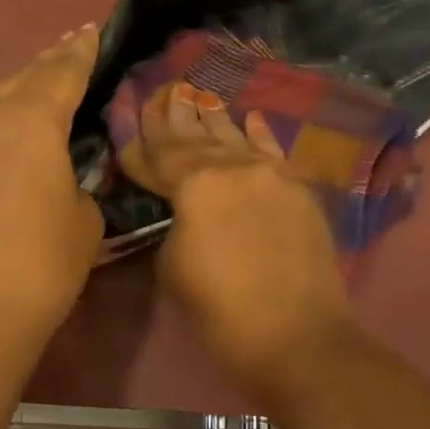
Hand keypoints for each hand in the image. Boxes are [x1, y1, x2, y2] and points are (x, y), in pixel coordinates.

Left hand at [0, 26, 103, 362]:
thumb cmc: (42, 264)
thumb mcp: (85, 220)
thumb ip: (81, 184)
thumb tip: (67, 180)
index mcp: (31, 122)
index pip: (62, 73)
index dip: (81, 52)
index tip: (91, 30)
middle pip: (22, 80)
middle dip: (49, 64)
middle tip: (69, 49)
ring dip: (18, 97)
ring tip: (38, 93)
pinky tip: (1, 145)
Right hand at [122, 82, 354, 394]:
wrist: (299, 337)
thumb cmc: (222, 312)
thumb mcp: (174, 268)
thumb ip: (173, 224)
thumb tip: (180, 210)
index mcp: (196, 183)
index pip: (160, 154)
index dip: (141, 139)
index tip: (130, 118)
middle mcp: (234, 166)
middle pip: (197, 137)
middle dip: (177, 117)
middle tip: (165, 92)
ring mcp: (272, 174)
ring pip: (235, 138)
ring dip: (214, 119)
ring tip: (199, 95)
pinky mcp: (299, 190)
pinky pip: (273, 152)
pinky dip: (259, 134)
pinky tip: (251, 117)